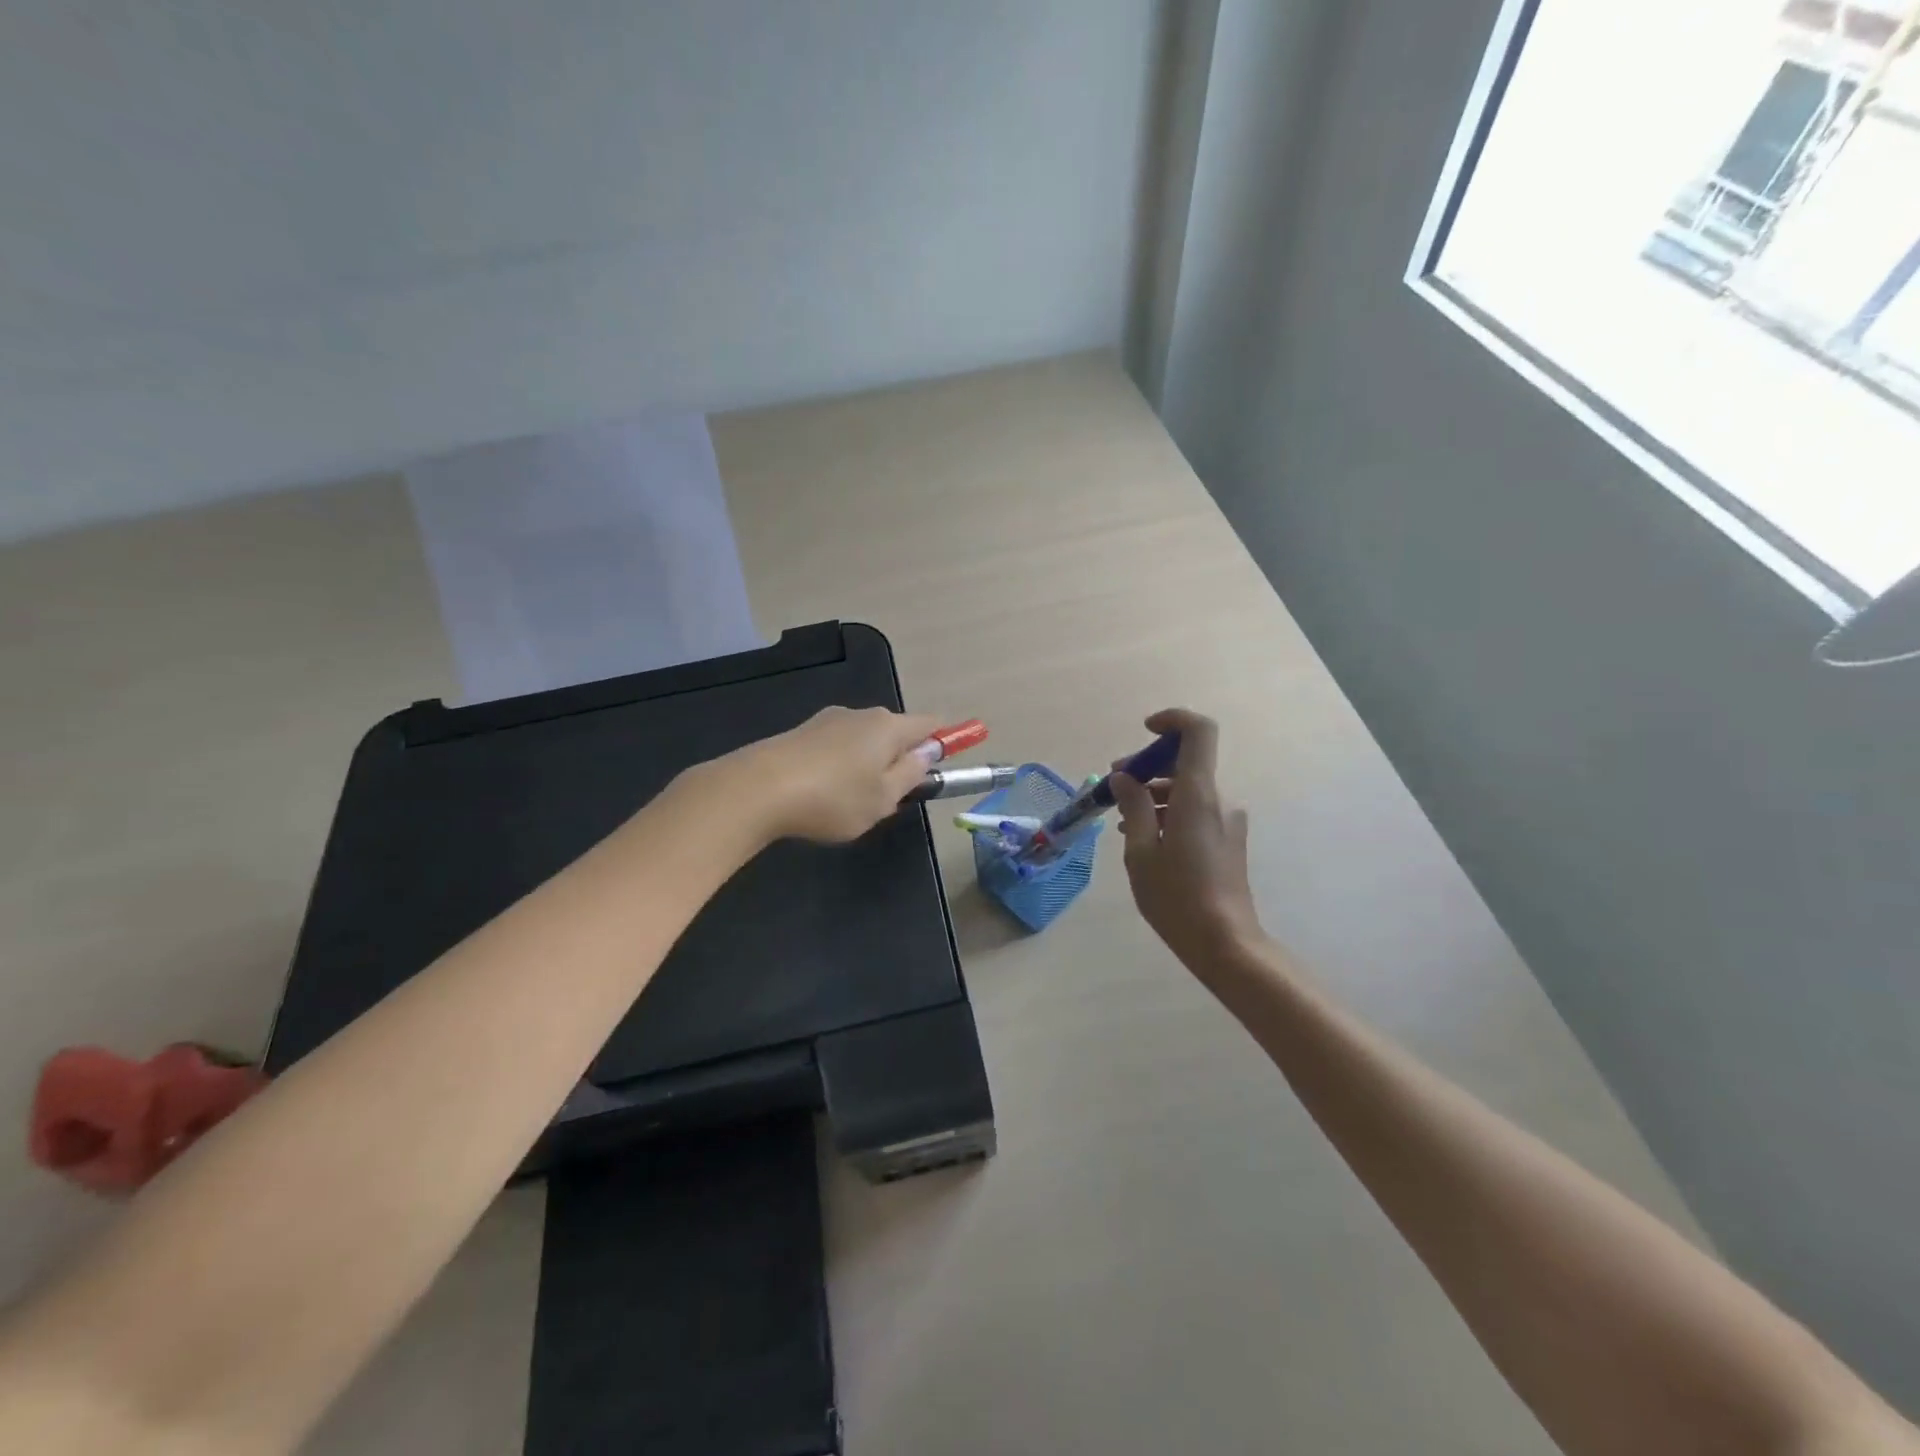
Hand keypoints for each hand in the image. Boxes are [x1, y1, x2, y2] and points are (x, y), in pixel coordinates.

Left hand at [723, 706, 940, 843]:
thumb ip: (911, 773)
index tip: (959, 745)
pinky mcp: (801, 735)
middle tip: (898, 795)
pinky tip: (827, 794)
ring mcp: (828, 722)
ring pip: (864, 742)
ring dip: (871, 764)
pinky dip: (844, 766)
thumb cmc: (833, 798)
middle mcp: (861, 715)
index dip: (948, 736)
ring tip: (856, 802)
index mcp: (888, 727)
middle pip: (895, 732)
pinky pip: (837, 748)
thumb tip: (928, 751)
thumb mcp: (884, 797)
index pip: (929, 724)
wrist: (757, 789)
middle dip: (903, 757)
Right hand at [1110, 709, 1264, 971]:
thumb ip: (1134, 806)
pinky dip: (1169, 812)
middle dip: (1147, 767)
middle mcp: (1219, 800)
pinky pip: (1196, 810)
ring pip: (1188, 789)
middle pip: (1186, 762)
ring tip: (1122, 821)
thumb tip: (1125, 777)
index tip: (1145, 731)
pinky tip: (1145, 838)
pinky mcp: (1228, 840)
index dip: (1173, 719)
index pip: (1198, 732)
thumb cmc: (1176, 897)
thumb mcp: (1141, 852)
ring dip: (1154, 794)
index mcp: (1198, 795)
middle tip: (1114, 787)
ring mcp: (1227, 821)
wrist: (1225, 944)